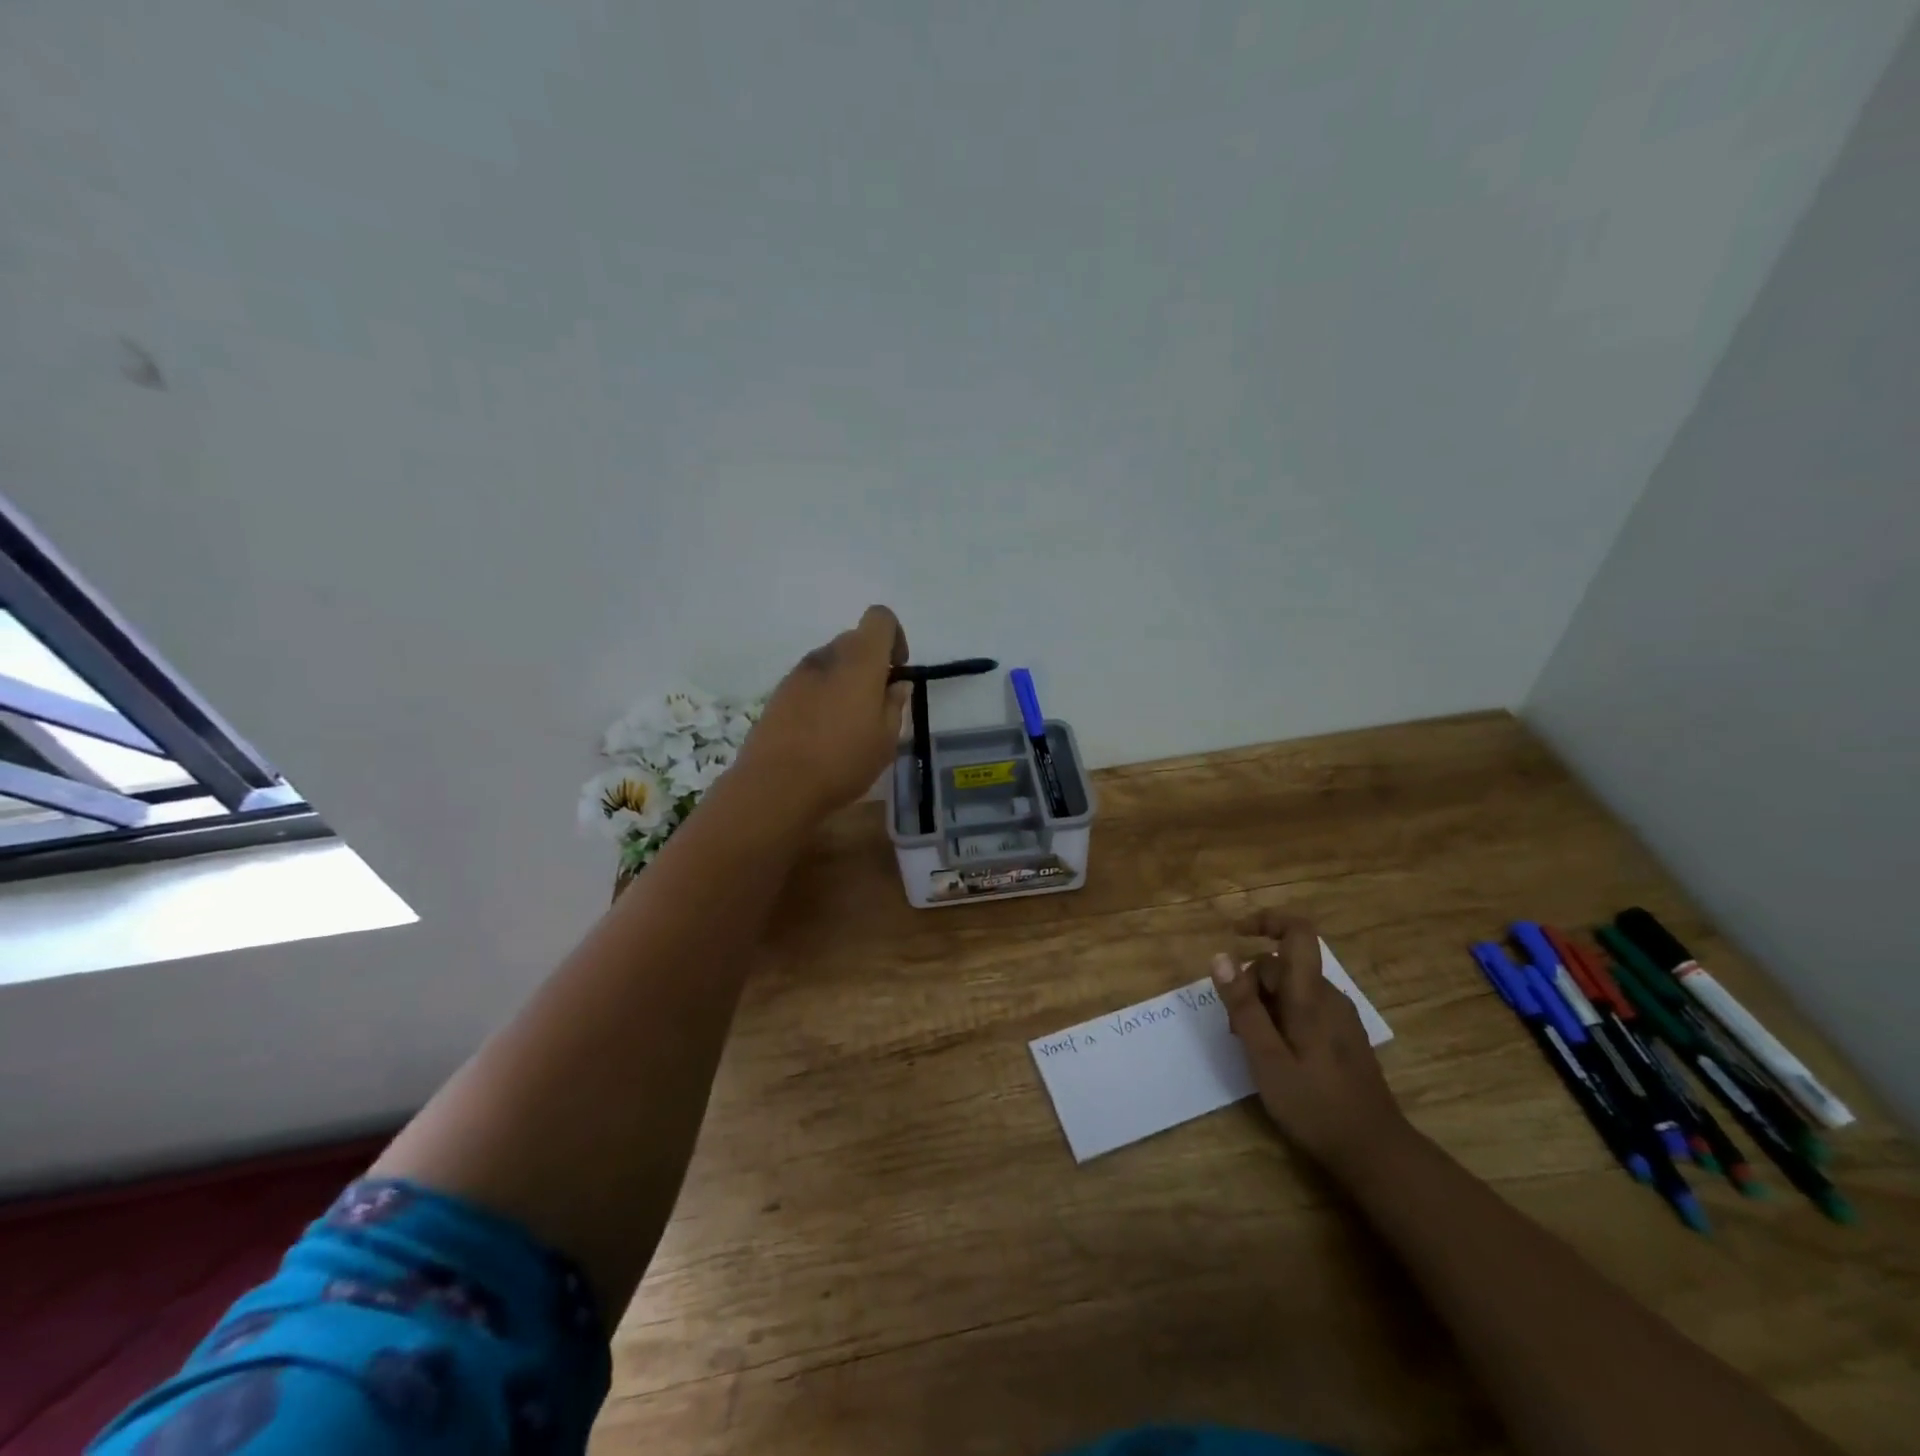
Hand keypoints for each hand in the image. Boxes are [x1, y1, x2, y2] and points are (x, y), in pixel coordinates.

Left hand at [734, 605, 910, 824]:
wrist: (776, 785)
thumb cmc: (842, 760)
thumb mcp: (886, 739)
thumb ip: (895, 705)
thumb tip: (897, 684)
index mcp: (859, 659)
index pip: (880, 618)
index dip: (895, 637)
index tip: (897, 671)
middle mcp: (827, 656)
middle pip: (855, 640)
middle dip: (871, 663)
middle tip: (877, 704)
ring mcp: (797, 673)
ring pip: (831, 662)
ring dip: (846, 681)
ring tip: (849, 723)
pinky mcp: (778, 694)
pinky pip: (810, 683)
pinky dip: (822, 696)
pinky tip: (823, 733)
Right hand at [1212, 912, 1407, 1179]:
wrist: (1375, 1151)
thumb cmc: (1315, 1104)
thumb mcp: (1266, 1057)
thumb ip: (1243, 1006)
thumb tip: (1219, 956)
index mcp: (1310, 996)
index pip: (1298, 932)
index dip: (1267, 920)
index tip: (1235, 933)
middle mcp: (1329, 996)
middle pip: (1283, 965)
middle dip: (1251, 982)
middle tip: (1234, 1027)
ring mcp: (1340, 1016)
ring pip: (1292, 987)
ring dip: (1264, 1002)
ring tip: (1251, 1045)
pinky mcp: (1343, 1036)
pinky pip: (1305, 1007)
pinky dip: (1281, 1016)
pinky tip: (1275, 1054)